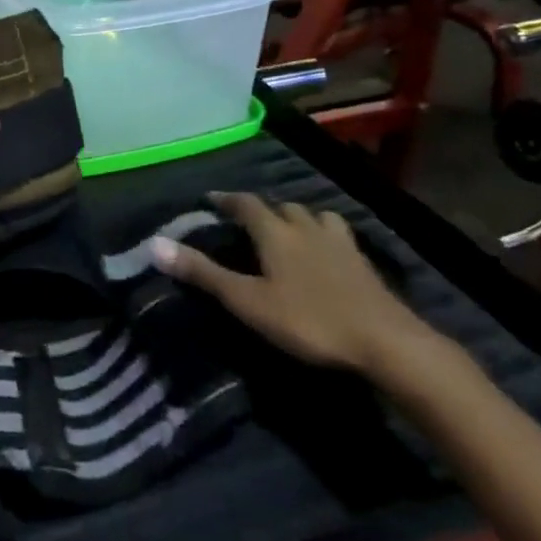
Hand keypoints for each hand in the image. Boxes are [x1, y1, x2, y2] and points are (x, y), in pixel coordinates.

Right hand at [152, 193, 427, 374]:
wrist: (385, 341)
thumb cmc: (309, 320)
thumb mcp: (248, 301)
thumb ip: (204, 274)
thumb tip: (155, 244)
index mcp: (275, 232)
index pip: (245, 204)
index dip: (226, 200)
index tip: (210, 200)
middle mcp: (305, 226)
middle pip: (280, 206)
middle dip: (260, 209)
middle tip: (246, 222)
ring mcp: (339, 241)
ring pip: (312, 215)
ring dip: (295, 217)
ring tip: (287, 231)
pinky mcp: (362, 260)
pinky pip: (337, 234)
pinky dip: (324, 234)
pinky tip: (326, 252)